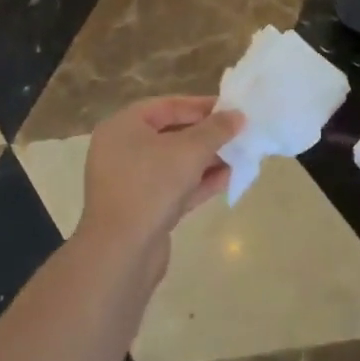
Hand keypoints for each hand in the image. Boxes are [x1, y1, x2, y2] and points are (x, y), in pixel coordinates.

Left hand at [75, 96, 241, 284]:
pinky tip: (227, 179)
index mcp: (123, 127)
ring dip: (205, 160)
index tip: (231, 110)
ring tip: (238, 156)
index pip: (167, 106)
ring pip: (173, 163)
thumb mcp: (189, 151)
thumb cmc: (151, 187)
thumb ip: (215, 130)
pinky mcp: (141, 210)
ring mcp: (130, 182)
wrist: (121, 254)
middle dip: (206, 135)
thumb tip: (237, 115)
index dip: (200, 106)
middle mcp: (121, 150)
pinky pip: (173, 187)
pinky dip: (197, 182)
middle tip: (237, 134)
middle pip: (170, 134)